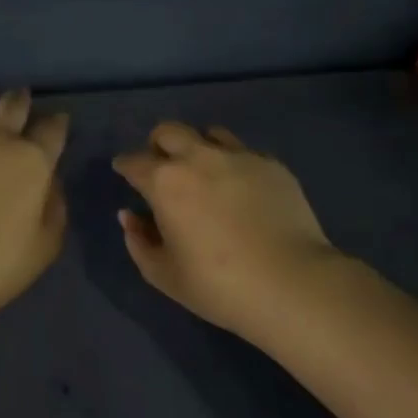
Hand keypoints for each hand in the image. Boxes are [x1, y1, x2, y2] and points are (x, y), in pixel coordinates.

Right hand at [113, 122, 341, 340]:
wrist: (293, 285)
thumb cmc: (219, 286)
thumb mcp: (164, 275)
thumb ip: (139, 241)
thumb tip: (130, 216)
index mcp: (165, 183)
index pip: (133, 161)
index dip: (125, 166)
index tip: (125, 173)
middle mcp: (198, 158)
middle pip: (168, 132)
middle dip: (157, 145)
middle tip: (162, 167)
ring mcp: (239, 157)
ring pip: (209, 134)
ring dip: (198, 148)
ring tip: (205, 173)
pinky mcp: (272, 165)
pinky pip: (244, 152)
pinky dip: (234, 164)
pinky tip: (241, 189)